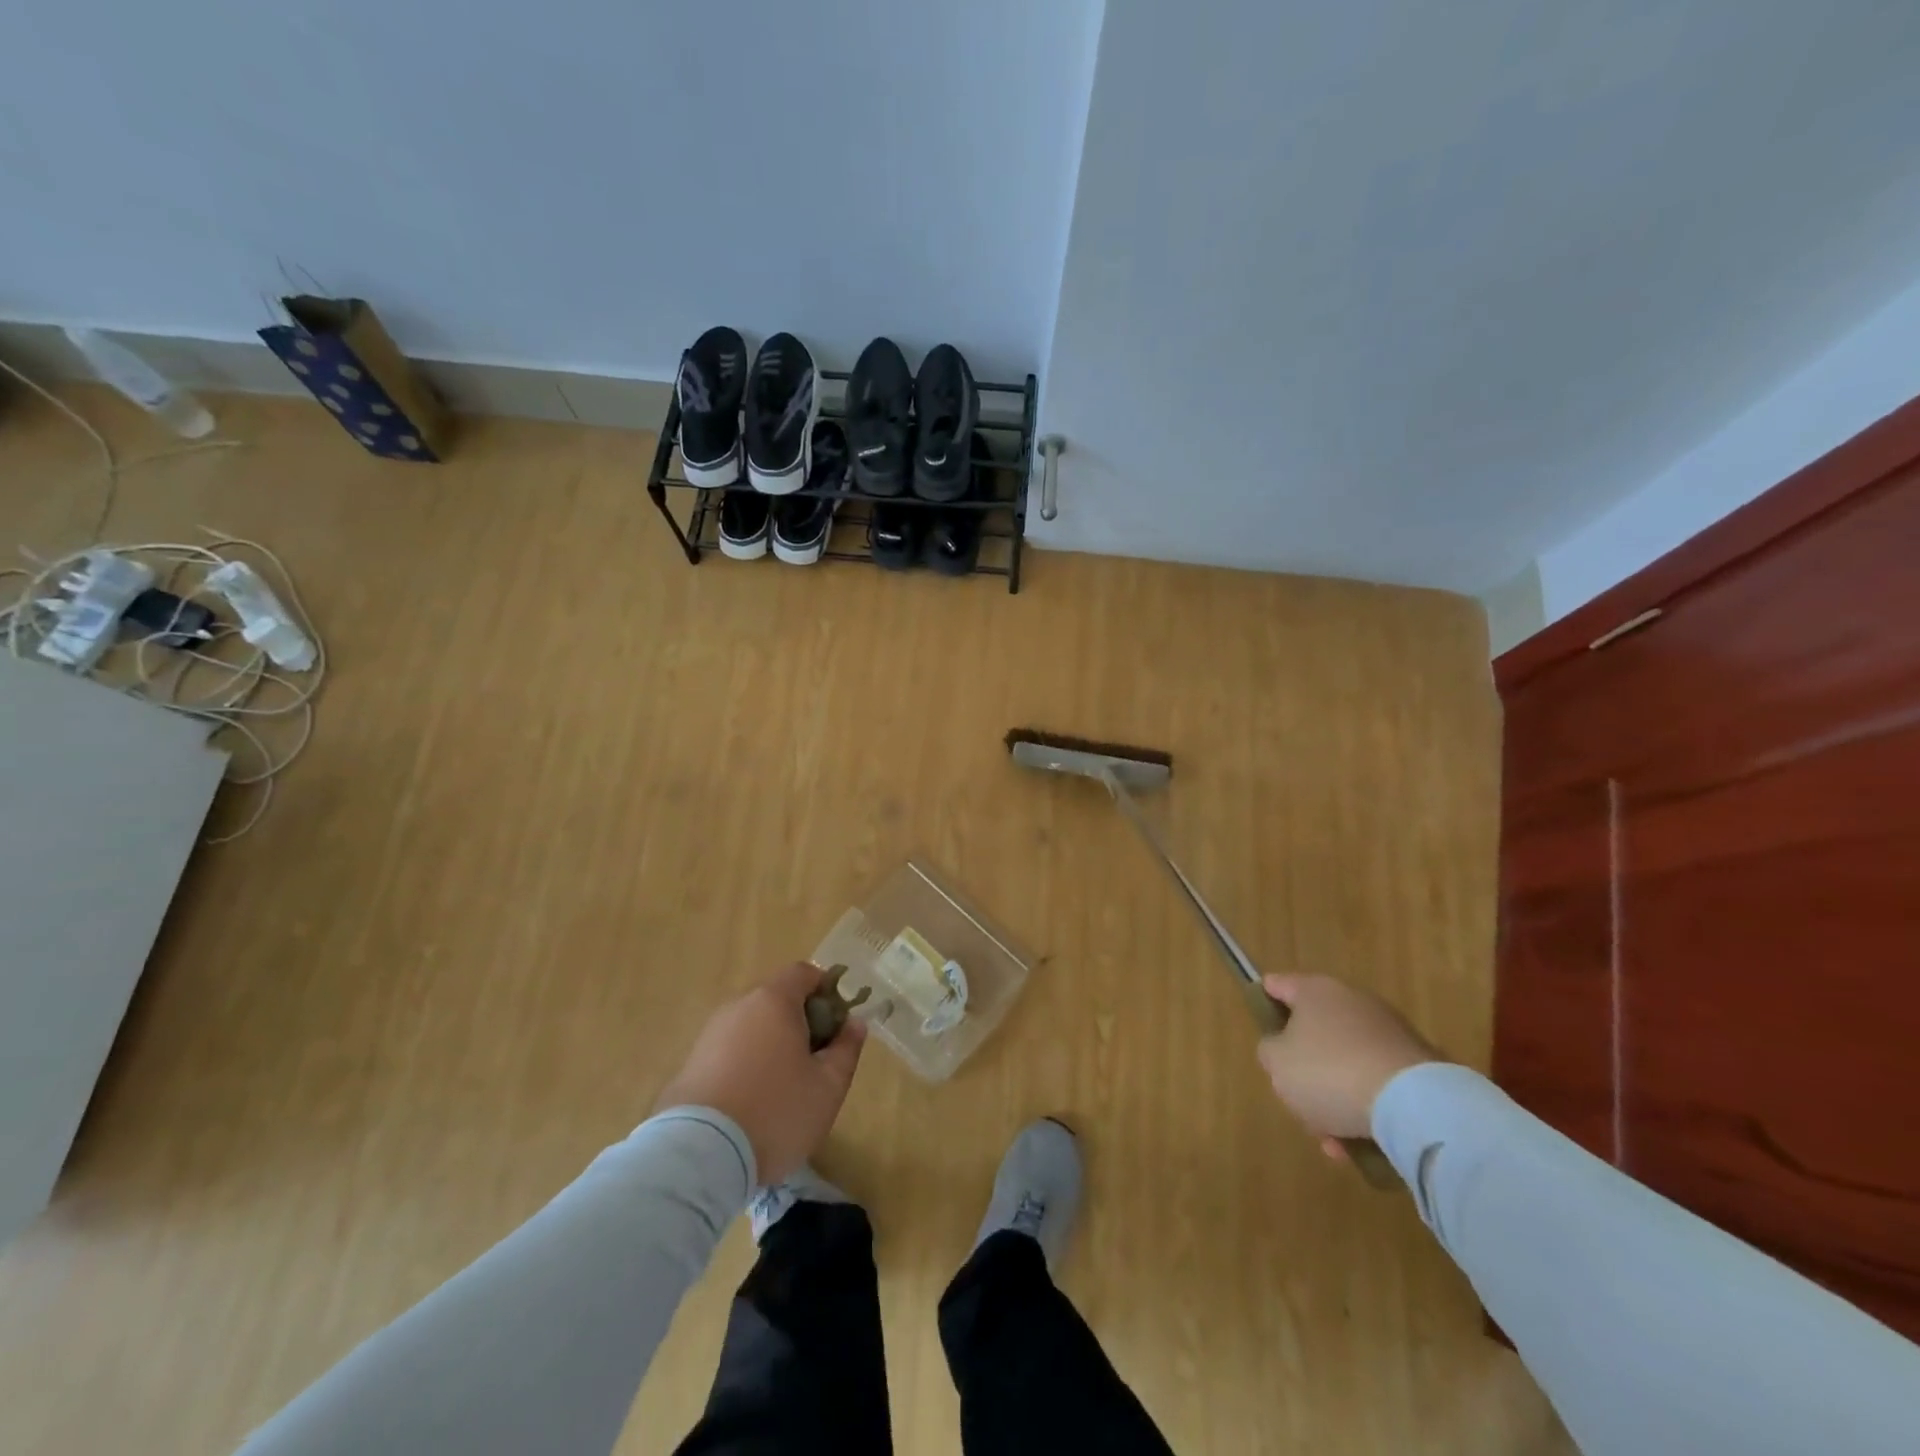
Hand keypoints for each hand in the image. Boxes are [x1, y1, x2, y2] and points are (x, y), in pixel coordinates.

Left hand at [655, 963, 865, 1184]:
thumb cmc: (776, 1112)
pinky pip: (729, 1051)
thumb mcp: (828, 1087)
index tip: (837, 1024)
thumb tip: (854, 1024)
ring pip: (751, 1026)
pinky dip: (745, 1064)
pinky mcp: (690, 1064)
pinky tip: (751, 1102)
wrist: (699, 1155)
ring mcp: (710, 1034)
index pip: (803, 973)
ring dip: (771, 1044)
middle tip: (815, 1060)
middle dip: (800, 1021)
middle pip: (776, 999)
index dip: (826, 990)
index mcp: (774, 1001)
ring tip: (783, 1087)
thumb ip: (846, 1049)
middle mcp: (739, 1006)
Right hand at [1255, 974, 1439, 1158]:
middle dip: (1304, 1066)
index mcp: (1315, 990)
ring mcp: (1388, 1032)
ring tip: (1331, 1139)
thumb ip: (1270, 1050)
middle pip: (1314, 1030)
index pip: (1278, 985)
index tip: (1260, 1026)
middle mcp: (1352, 1001)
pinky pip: (1375, 1083)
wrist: (1415, 1105)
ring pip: (1345, 1062)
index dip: (1263, 1001)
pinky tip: (1358, 1144)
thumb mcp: (1276, 1063)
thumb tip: (1283, 1049)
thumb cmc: (1329, 1072)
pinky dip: (1364, 1108)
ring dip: (1334, 1096)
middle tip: (1295, 1097)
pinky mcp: (1417, 1065)